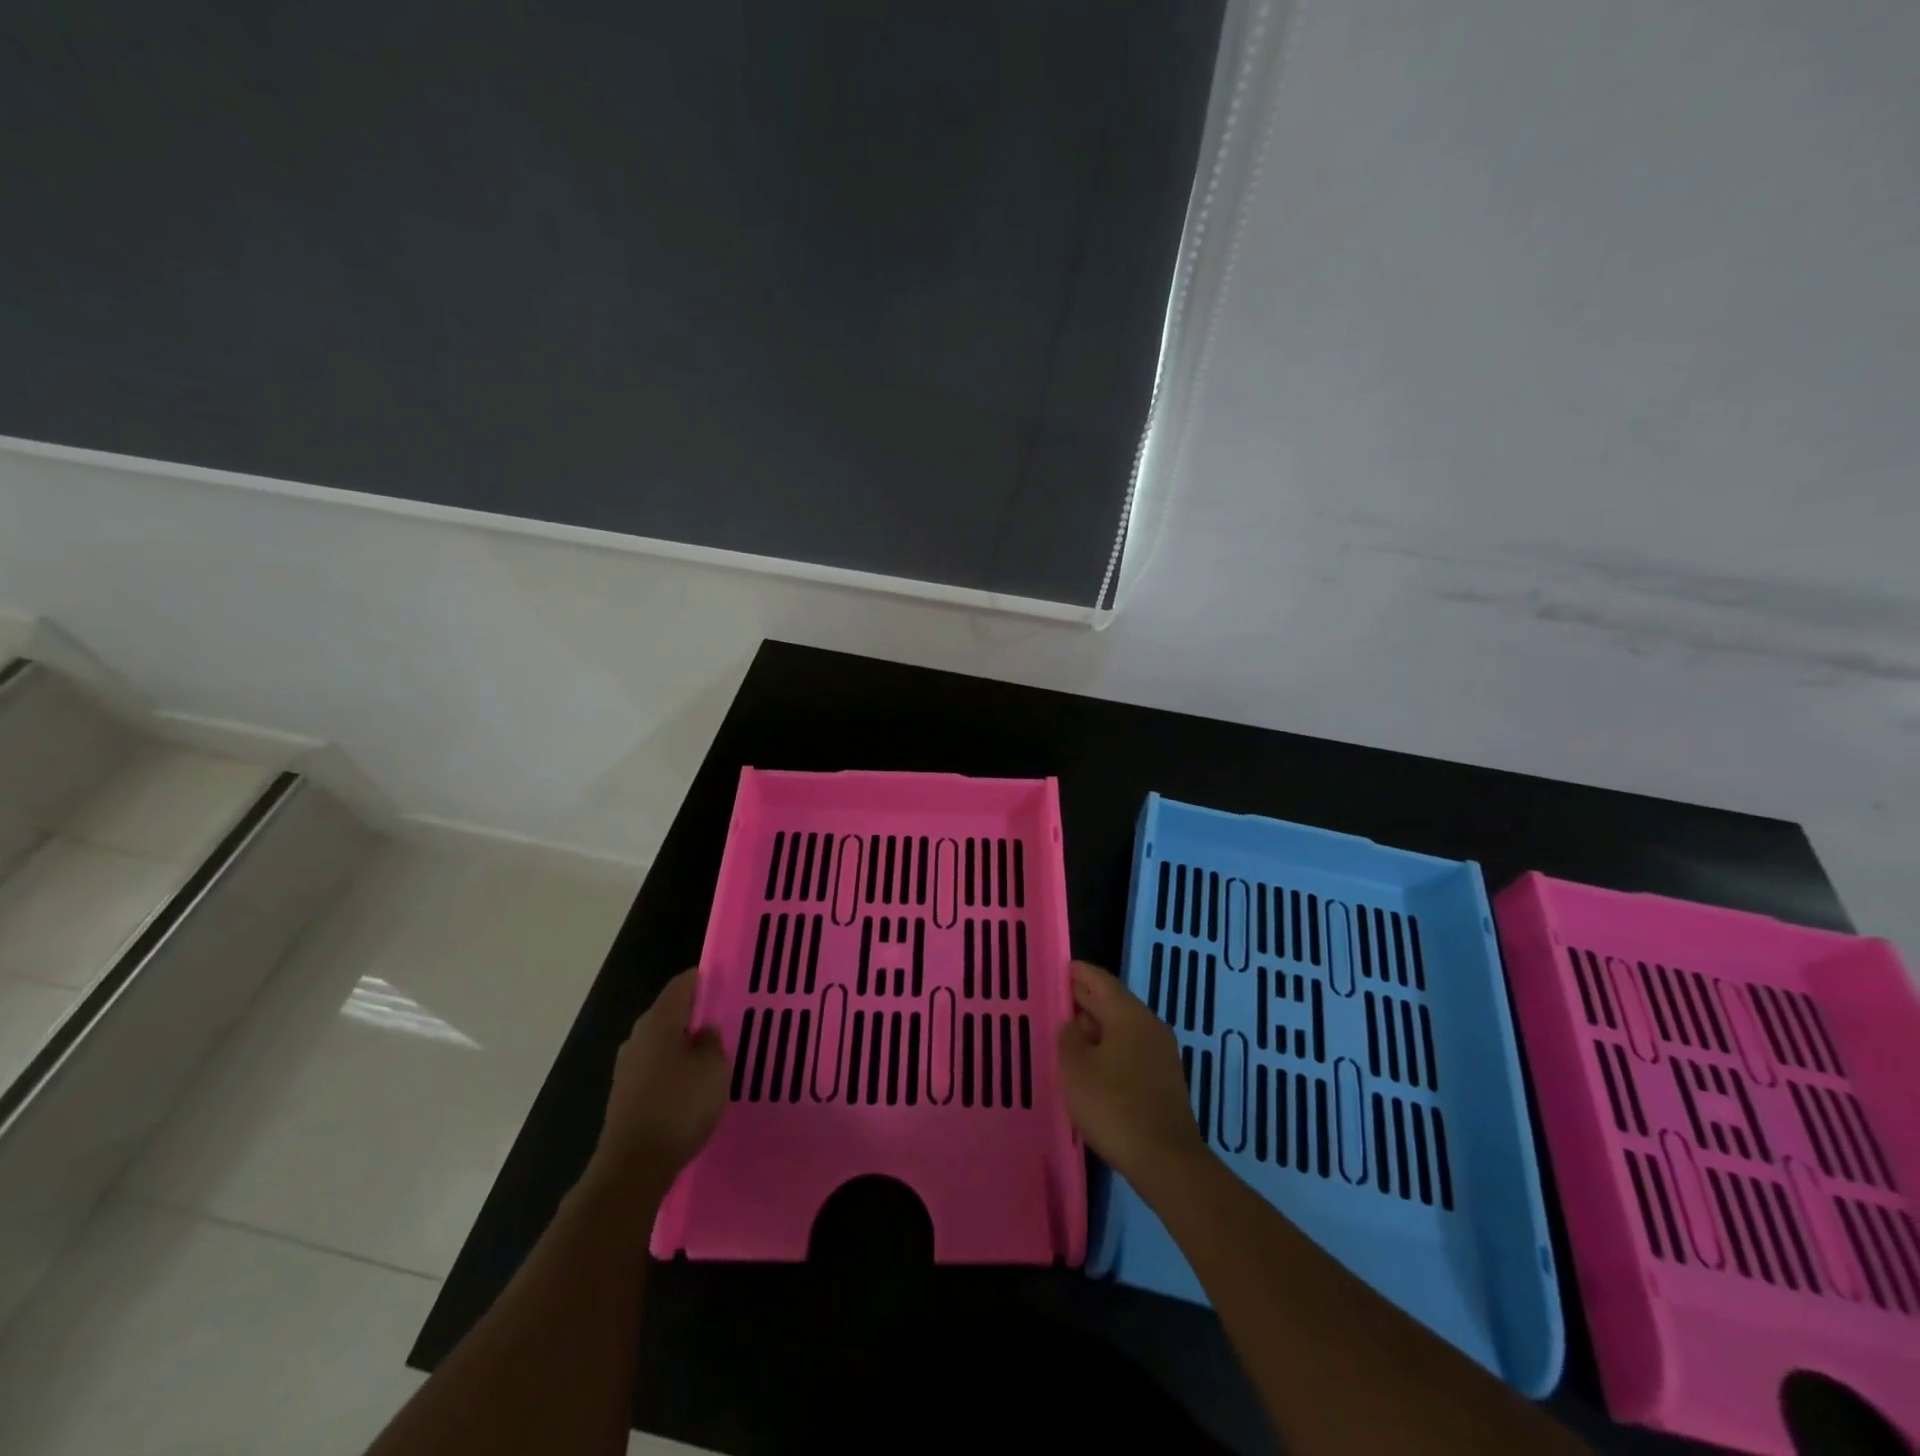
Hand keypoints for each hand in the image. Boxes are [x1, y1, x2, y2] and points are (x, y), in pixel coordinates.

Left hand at [587, 969, 729, 1201]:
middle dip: (694, 1015)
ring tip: (712, 1055)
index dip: (702, 980)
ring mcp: (627, 1068)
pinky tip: (691, 1086)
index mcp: (659, 1021)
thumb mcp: (713, 1068)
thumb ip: (712, 1042)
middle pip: (669, 1014)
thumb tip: (704, 1032)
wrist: (634, 1166)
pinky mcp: (625, 1095)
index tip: (723, 982)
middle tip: (724, 1021)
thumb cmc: (679, 1106)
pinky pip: (656, 1069)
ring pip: (662, 1043)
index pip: (681, 985)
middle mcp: (638, 1037)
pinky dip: (673, 1070)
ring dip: (683, 1045)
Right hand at [1057, 960, 1205, 1184]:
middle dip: (1085, 998)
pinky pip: (1131, 1049)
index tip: (1058, 967)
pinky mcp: (1164, 1079)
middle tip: (1056, 997)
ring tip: (1068, 1031)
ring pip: (1122, 1027)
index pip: (1101, 980)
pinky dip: (1109, 1046)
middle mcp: (1149, 1026)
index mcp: (1129, 1015)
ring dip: (1096, 1025)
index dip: (1078, 972)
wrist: (1166, 1160)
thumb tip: (1073, 1024)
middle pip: (1113, 1002)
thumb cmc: (1114, 1106)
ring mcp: (1161, 1053)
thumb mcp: (1076, 1069)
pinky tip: (1092, 1062)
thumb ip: (1069, 1038)